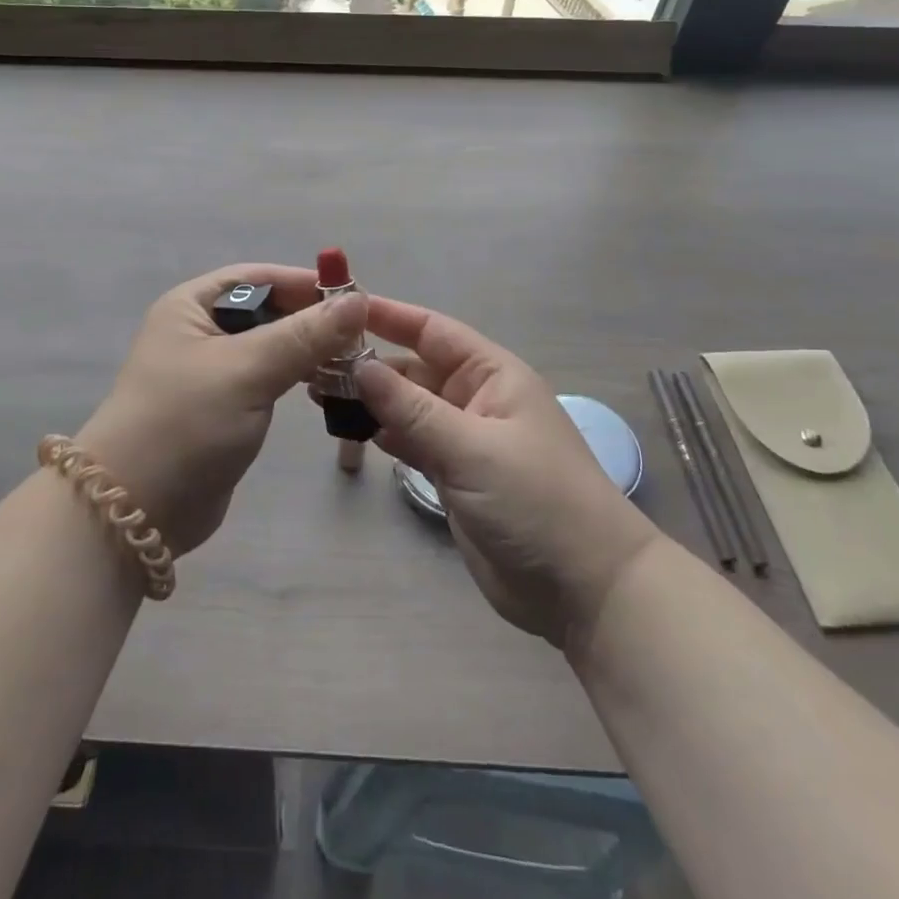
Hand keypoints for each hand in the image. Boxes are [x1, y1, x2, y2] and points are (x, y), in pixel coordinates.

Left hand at [76, 264, 368, 556]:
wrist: (135, 511)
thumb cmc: (184, 422)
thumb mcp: (246, 370)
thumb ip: (304, 335)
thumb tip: (357, 300)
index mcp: (192, 306)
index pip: (258, 277)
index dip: (304, 283)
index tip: (354, 297)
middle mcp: (199, 331)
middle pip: (267, 310)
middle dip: (311, 319)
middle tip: (361, 335)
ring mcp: (211, 373)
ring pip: (271, 347)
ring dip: (308, 351)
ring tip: (353, 362)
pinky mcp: (223, 409)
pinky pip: (268, 381)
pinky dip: (296, 379)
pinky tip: (327, 387)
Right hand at [354, 296, 660, 651]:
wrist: (585, 589)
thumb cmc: (536, 501)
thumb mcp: (472, 447)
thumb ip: (412, 408)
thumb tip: (359, 365)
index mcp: (492, 375)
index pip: (432, 331)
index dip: (388, 316)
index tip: (340, 309)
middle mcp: (476, 398)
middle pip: (414, 369)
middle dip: (368, 365)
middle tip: (313, 364)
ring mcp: (465, 439)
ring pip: (408, 407)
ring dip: (371, 401)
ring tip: (319, 395)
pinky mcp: (456, 476)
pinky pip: (412, 442)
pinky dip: (385, 435)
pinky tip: (353, 431)